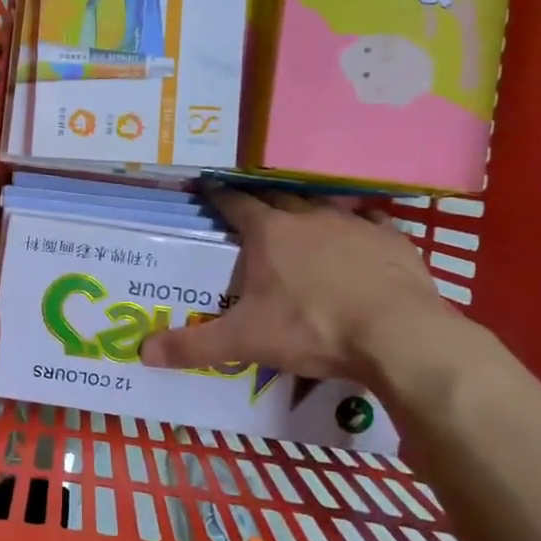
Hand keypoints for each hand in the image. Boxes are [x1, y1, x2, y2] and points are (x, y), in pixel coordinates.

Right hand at [138, 190, 449, 384]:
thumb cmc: (311, 328)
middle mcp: (308, 217)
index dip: (219, 196)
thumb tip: (142, 353)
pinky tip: (361, 236)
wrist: (397, 335)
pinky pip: (371, 223)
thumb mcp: (246, 341)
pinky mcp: (392, 240)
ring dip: (309, 211)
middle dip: (262, 201)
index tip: (209, 187)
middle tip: (252, 209)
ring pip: (324, 206)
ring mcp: (353, 225)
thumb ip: (194, 345)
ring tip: (302, 220)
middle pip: (277, 198)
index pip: (234, 203)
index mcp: (269, 232)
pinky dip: (360, 227)